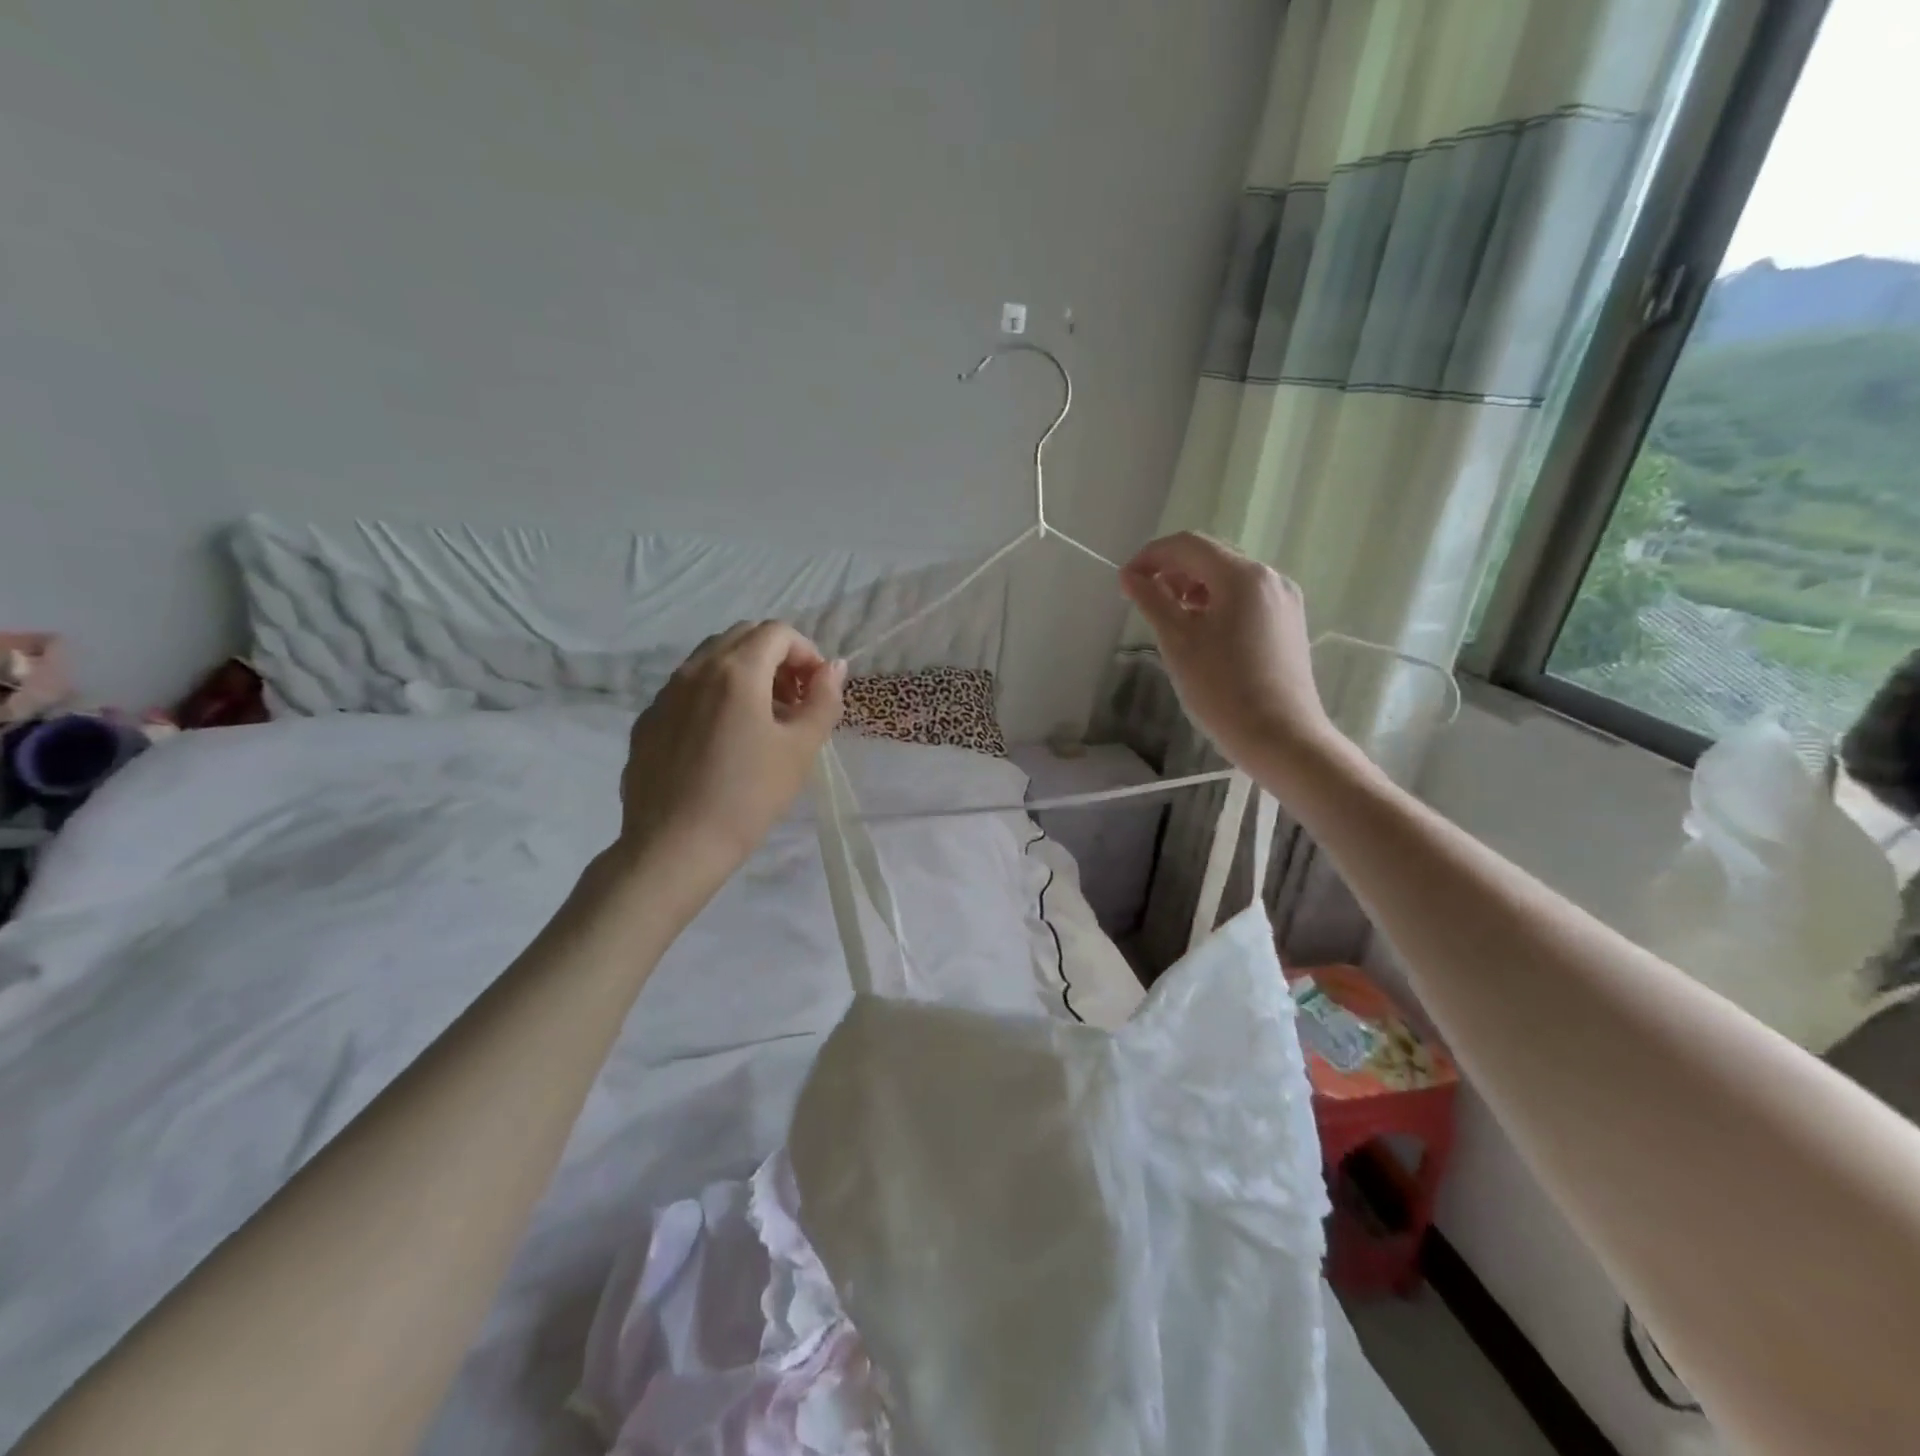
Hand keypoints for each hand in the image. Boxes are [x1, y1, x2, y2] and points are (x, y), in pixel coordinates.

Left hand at [614, 621, 845, 896]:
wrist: (674, 846)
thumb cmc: (748, 796)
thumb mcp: (800, 749)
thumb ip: (823, 699)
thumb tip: (834, 667)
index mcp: (736, 671)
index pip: (777, 632)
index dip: (806, 653)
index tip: (816, 690)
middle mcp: (695, 669)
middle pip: (742, 637)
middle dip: (776, 658)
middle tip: (794, 701)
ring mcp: (664, 694)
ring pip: (711, 660)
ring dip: (745, 674)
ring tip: (761, 721)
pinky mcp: (647, 721)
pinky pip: (687, 690)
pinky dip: (714, 696)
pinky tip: (722, 742)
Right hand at [1120, 532, 1338, 769]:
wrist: (1281, 737)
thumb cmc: (1222, 689)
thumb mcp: (1178, 642)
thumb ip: (1152, 601)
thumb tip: (1130, 576)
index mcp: (1243, 576)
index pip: (1188, 545)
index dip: (1151, 556)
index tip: (1125, 581)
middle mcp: (1269, 577)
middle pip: (1211, 557)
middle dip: (1172, 570)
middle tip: (1143, 598)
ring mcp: (1284, 600)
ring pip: (1229, 578)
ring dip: (1193, 587)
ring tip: (1169, 617)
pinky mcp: (1288, 623)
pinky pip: (1246, 599)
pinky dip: (1217, 603)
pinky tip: (1201, 631)